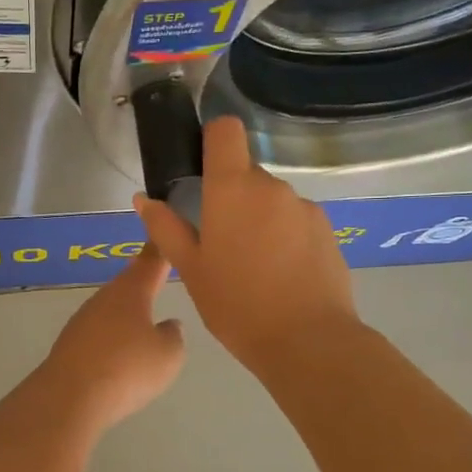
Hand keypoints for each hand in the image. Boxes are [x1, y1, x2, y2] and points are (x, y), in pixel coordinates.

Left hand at [34, 244, 184, 431]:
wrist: (69, 397)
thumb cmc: (127, 369)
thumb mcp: (168, 355)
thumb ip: (173, 336)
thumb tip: (168, 325)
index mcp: (131, 291)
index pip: (150, 261)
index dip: (161, 249)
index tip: (164, 234)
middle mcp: (104, 298)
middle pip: (127, 284)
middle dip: (142, 281)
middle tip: (157, 275)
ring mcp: (82, 321)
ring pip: (111, 309)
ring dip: (126, 312)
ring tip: (142, 318)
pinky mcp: (69, 345)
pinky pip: (98, 333)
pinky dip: (111, 336)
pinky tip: (119, 351)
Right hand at [136, 116, 357, 370]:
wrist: (308, 341)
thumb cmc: (236, 305)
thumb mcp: (191, 270)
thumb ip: (166, 228)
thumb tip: (144, 199)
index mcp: (233, 189)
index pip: (226, 131)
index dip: (212, 139)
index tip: (202, 168)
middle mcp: (272, 187)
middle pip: (246, 173)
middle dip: (231, 197)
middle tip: (219, 243)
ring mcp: (305, 208)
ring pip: (271, 201)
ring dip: (258, 220)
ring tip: (252, 267)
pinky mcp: (327, 230)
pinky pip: (295, 222)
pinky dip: (284, 237)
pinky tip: (281, 276)